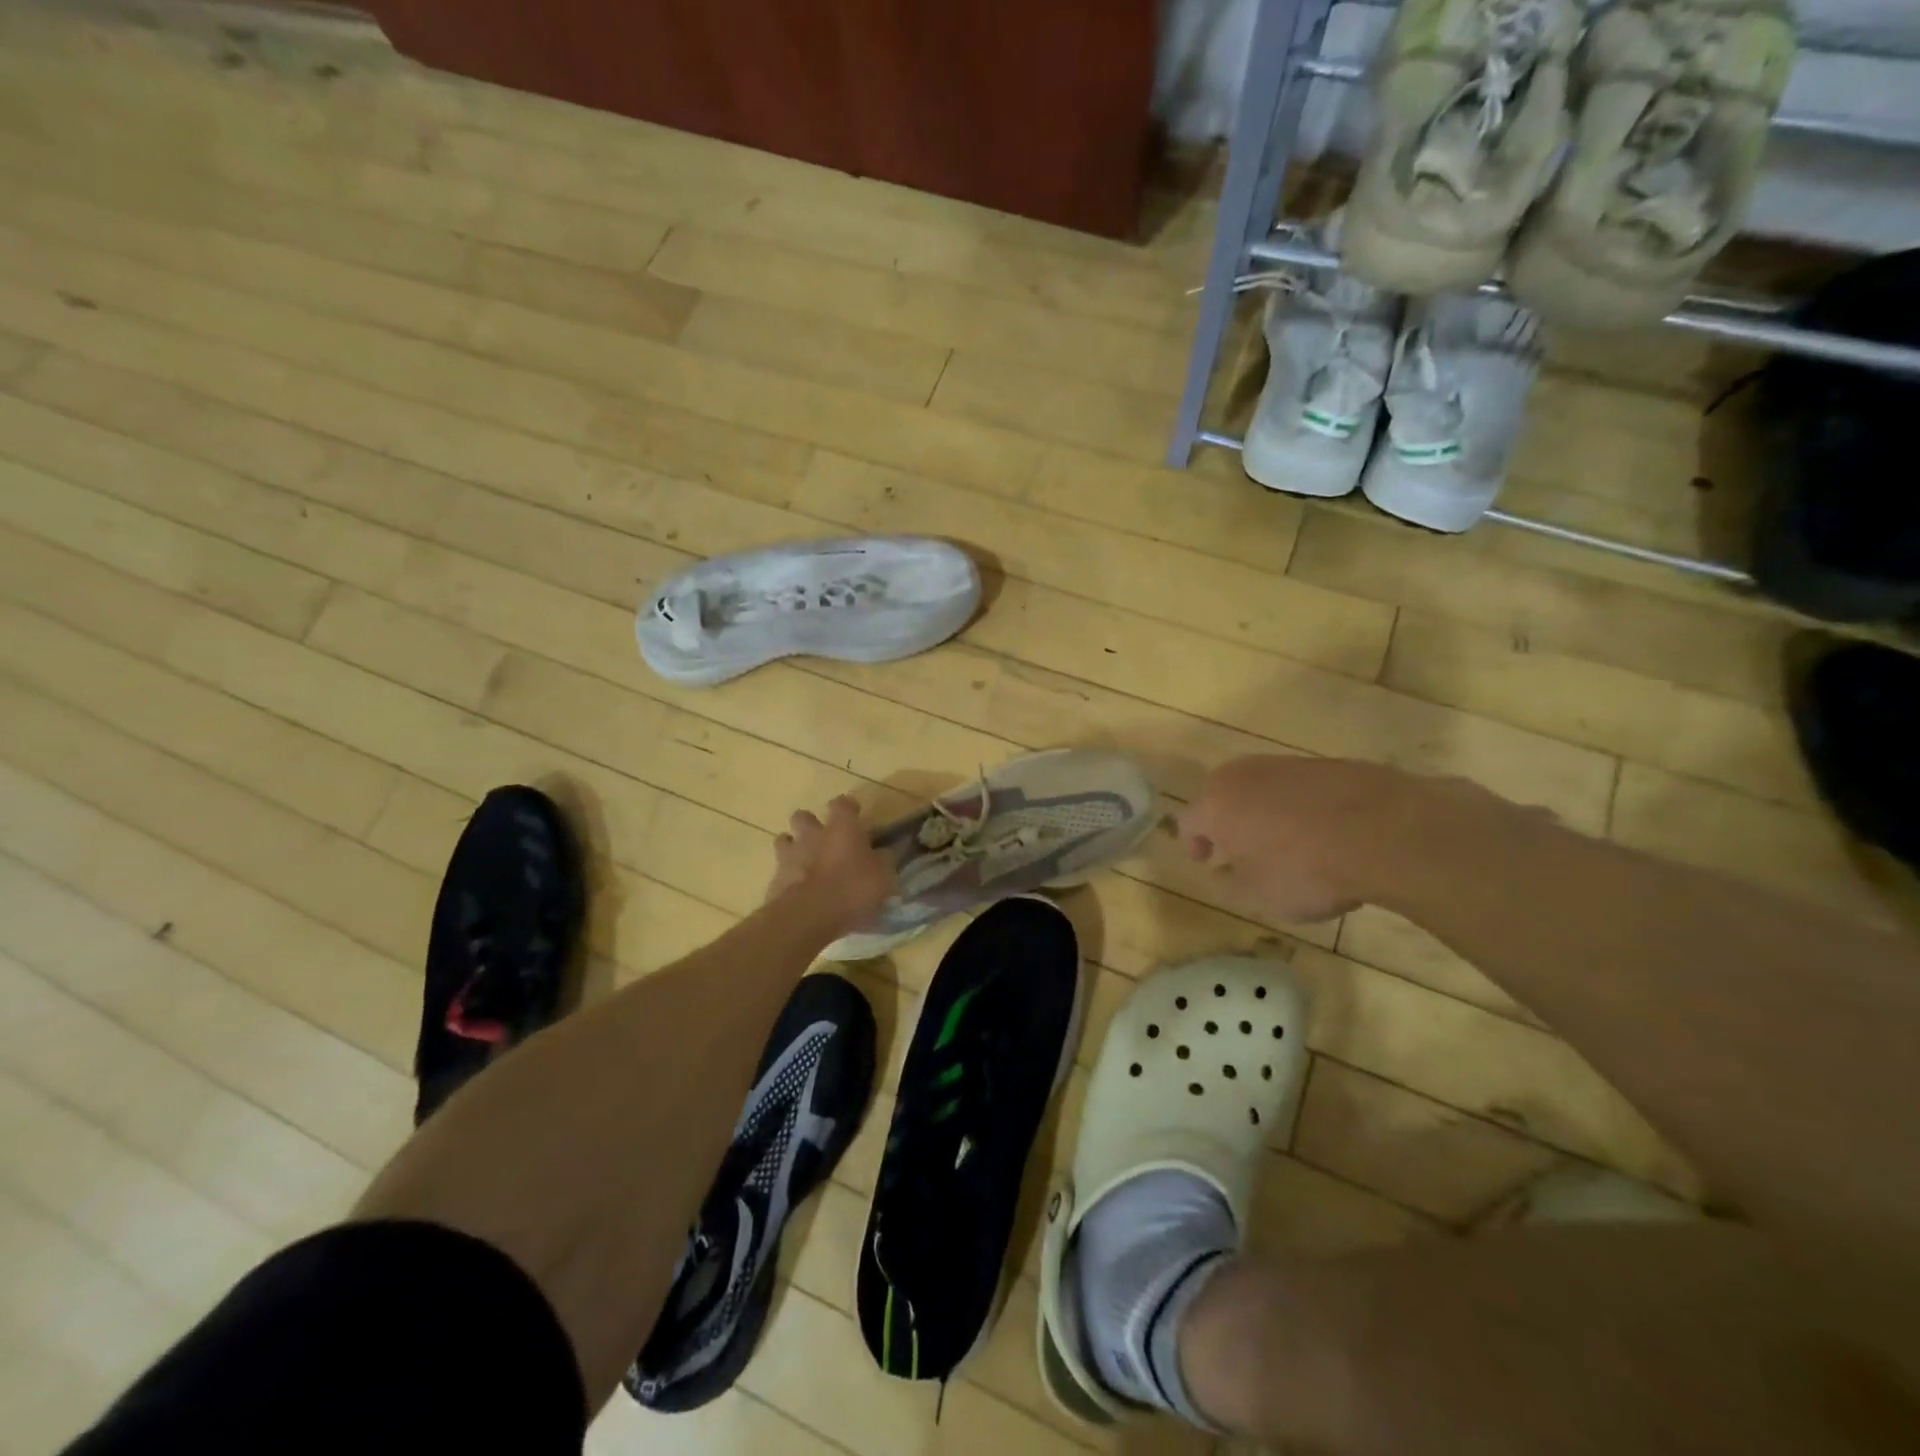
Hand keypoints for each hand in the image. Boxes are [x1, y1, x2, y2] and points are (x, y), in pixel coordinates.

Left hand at [766, 795, 896, 936]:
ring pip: (785, 840)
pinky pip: (780, 871)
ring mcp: (789, 856)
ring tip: (807, 865)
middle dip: (811, 825)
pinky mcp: (775, 880)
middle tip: (824, 841)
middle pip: (803, 816)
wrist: (808, 917)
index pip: (842, 804)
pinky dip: (789, 878)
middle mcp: (812, 835)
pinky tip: (799, 892)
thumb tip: (885, 852)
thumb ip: (884, 860)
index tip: (855, 816)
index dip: (849, 808)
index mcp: (841, 828)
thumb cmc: (852, 889)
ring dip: (794, 849)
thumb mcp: (883, 876)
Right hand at [1178, 757, 1411, 922]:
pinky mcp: (1329, 764)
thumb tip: (1222, 871)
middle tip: (1239, 847)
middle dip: (1226, 820)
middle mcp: (1244, 775)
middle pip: (1222, 794)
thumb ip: (1230, 883)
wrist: (1385, 832)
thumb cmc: (1305, 869)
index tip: (1206, 862)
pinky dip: (1303, 806)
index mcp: (1216, 804)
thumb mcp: (1258, 895)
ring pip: (1263, 787)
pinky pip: (1302, 787)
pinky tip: (1325, 832)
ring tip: (1285, 841)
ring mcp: (1288, 764)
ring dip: (1265, 811)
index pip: (1189, 822)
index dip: (1193, 844)